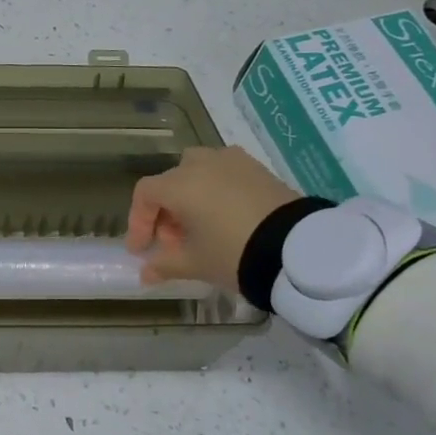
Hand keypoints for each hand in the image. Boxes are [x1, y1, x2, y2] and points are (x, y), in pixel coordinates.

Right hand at [126, 146, 300, 291]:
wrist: (297, 248)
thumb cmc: (233, 252)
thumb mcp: (194, 263)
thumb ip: (165, 265)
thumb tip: (146, 272)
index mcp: (180, 184)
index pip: (145, 194)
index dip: (138, 221)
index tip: (141, 250)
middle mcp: (202, 164)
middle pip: (170, 181)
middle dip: (165, 211)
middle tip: (172, 242)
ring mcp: (232, 161)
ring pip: (198, 171)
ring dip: (190, 196)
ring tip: (200, 227)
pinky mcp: (258, 168)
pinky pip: (225, 173)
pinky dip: (216, 190)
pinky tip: (225, 217)